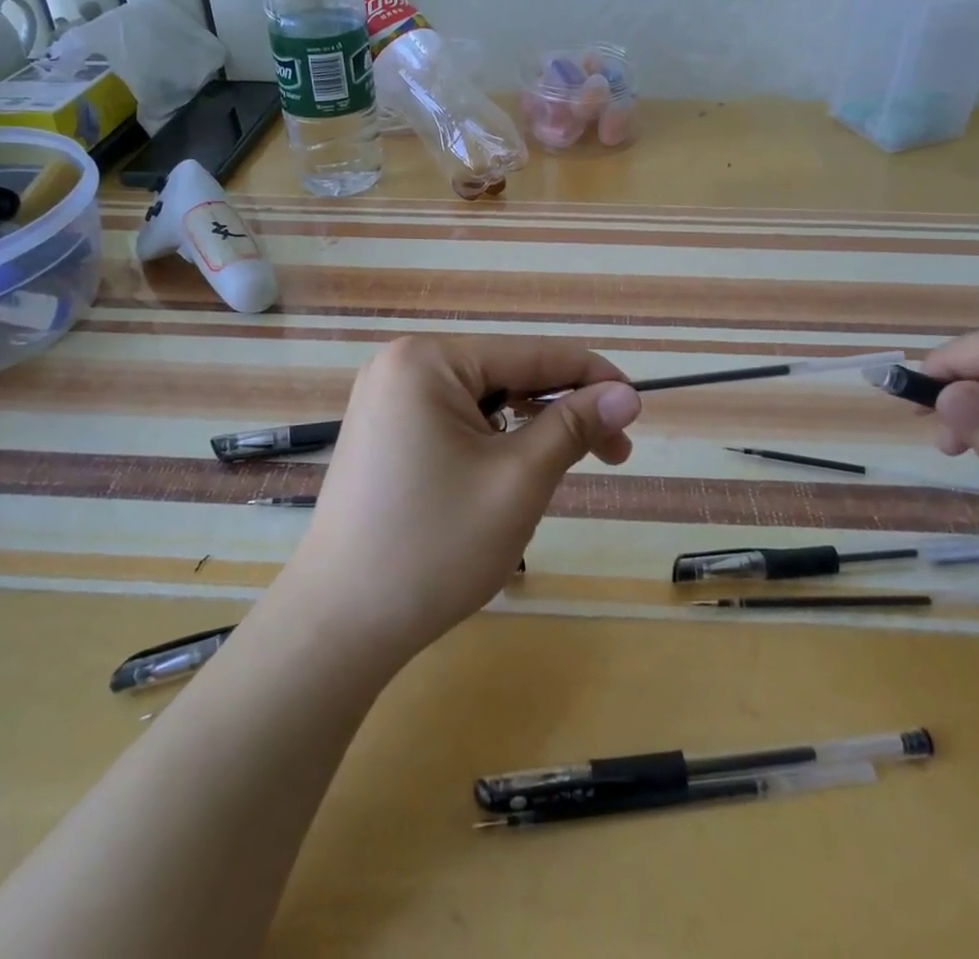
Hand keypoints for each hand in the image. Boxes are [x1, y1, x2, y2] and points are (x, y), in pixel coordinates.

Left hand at [277, 335, 641, 669]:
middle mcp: (402, 365)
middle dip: (562, 410)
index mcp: (427, 360)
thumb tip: (628, 393)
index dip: (592, 376)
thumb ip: (574, 426)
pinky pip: (456, 422)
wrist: (338, 626)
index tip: (639, 404)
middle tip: (616, 454)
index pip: (531, 353)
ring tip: (566, 471)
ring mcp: (387, 400)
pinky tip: (514, 475)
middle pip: (507, 375)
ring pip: (484, 401)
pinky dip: (494, 443)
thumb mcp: (519, 480)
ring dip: (531, 430)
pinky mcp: (385, 434)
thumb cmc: (435, 547)